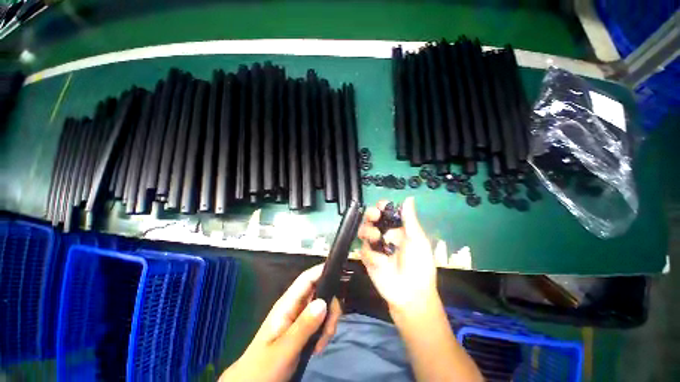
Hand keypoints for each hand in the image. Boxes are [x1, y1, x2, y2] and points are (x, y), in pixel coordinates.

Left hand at [219, 264, 341, 381]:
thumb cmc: (262, 366)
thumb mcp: (283, 349)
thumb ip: (303, 326)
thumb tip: (324, 302)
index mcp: (287, 304)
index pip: (307, 279)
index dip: (321, 271)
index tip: (339, 275)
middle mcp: (295, 306)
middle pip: (320, 292)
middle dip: (330, 307)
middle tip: (329, 330)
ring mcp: (300, 317)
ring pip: (323, 307)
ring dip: (328, 323)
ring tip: (321, 344)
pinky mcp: (304, 328)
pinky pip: (321, 321)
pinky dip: (324, 331)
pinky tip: (318, 347)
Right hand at [358, 197, 438, 312]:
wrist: (410, 294)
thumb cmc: (419, 265)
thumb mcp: (417, 240)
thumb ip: (410, 219)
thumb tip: (409, 198)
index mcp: (398, 229)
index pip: (387, 213)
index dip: (383, 207)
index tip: (381, 205)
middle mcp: (385, 235)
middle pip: (372, 219)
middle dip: (371, 214)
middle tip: (374, 215)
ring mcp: (375, 246)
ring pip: (363, 230)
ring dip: (367, 230)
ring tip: (376, 236)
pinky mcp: (368, 258)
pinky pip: (363, 249)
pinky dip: (370, 253)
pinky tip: (380, 260)